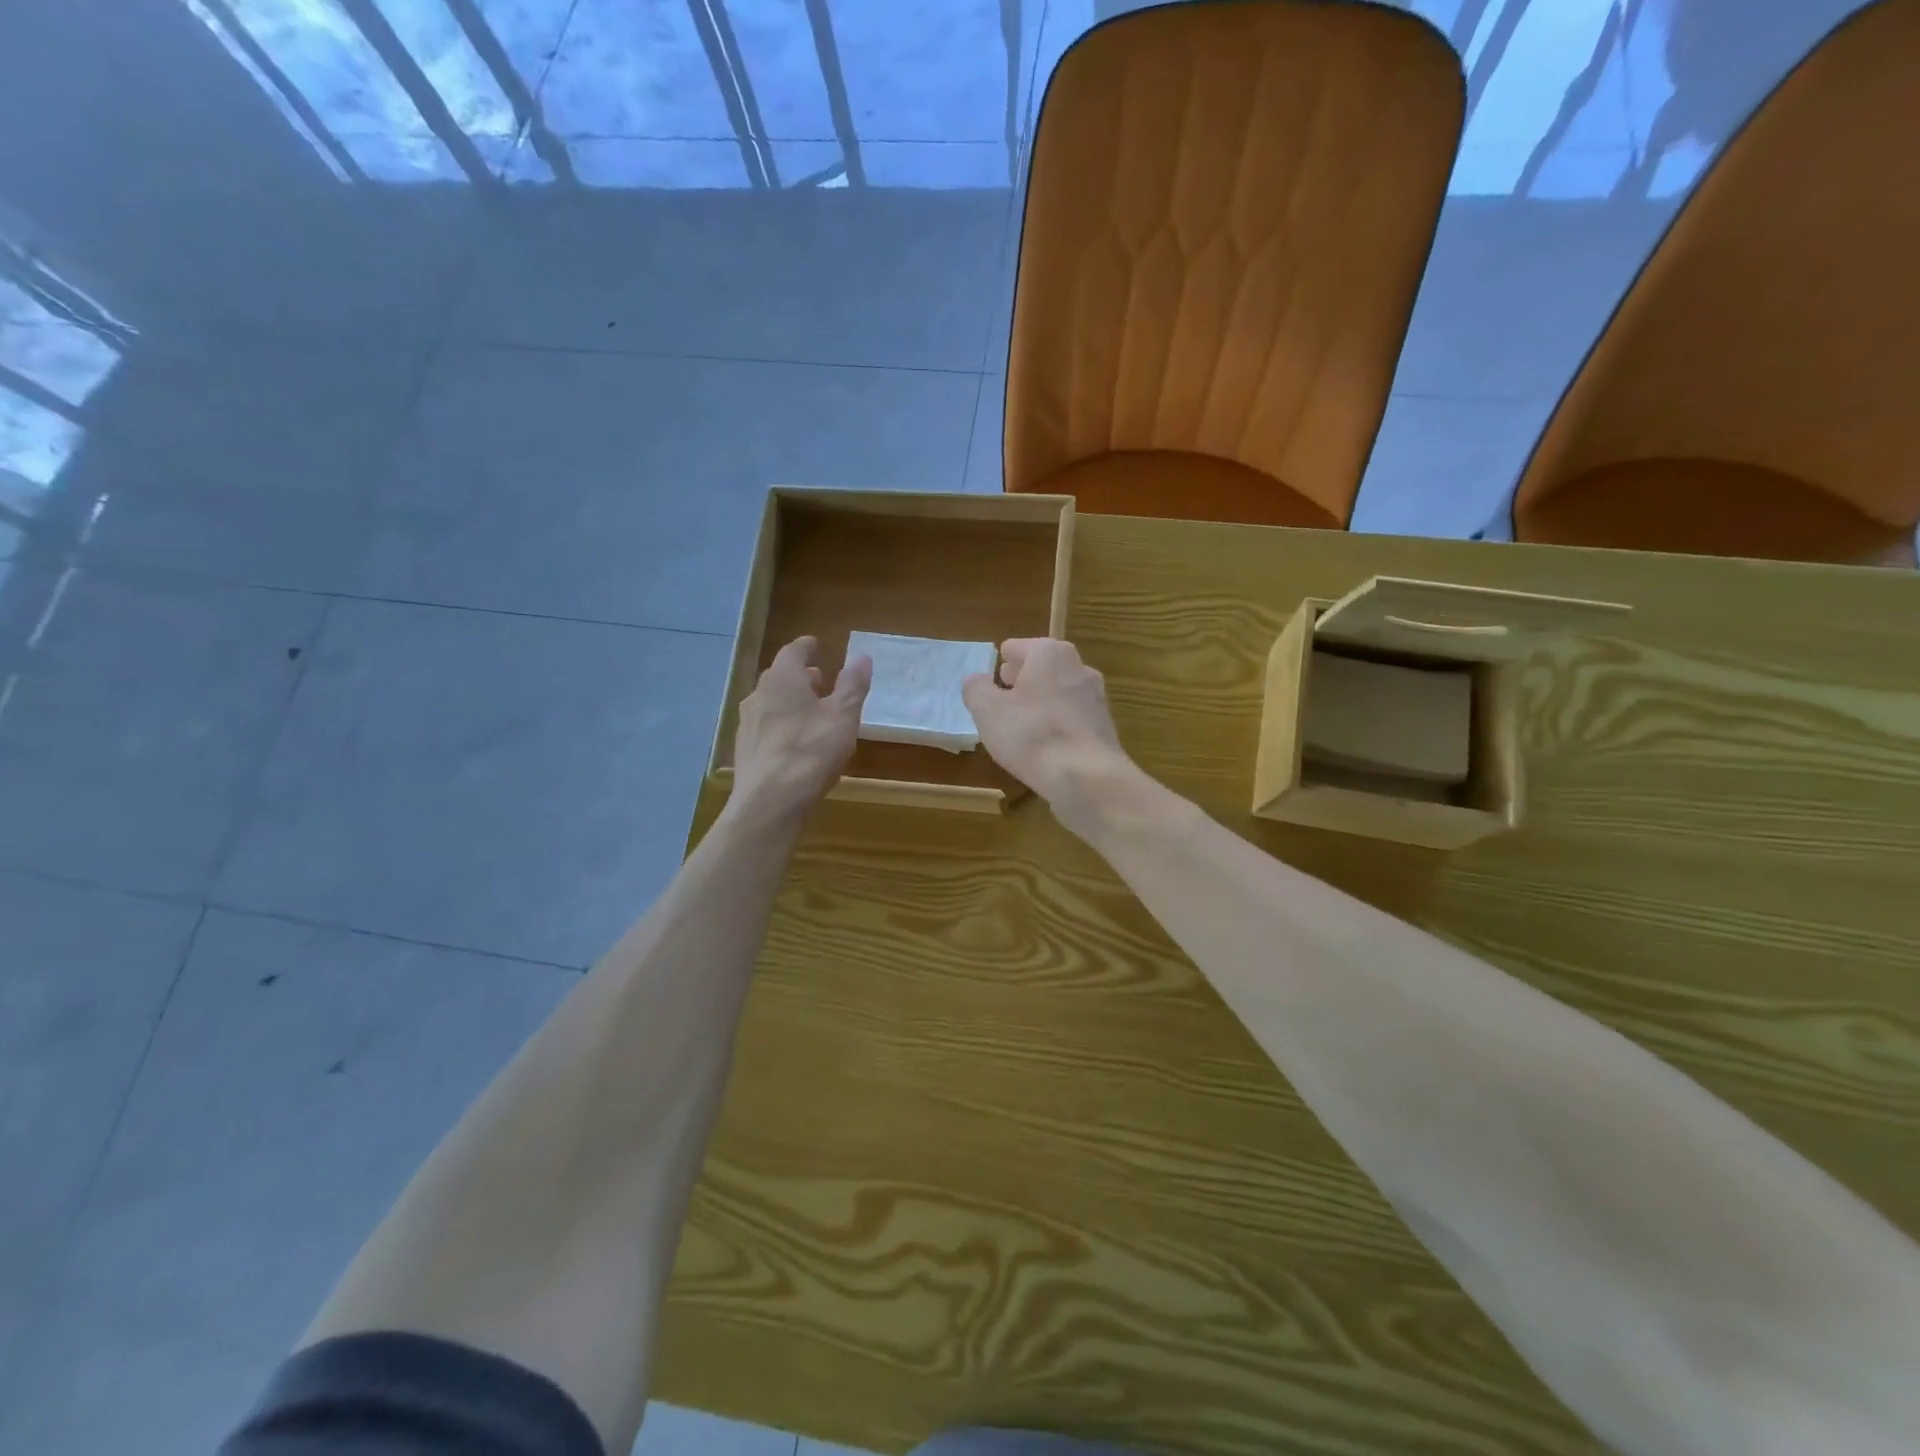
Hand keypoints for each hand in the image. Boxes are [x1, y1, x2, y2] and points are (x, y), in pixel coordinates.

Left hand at [730, 637, 871, 825]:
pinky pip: (765, 727)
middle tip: (820, 681)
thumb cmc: (811, 751)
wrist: (770, 801)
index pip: (793, 652)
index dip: (807, 647)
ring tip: (810, 712)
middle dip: (800, 677)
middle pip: (779, 677)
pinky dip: (781, 725)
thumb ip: (852, 685)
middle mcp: (759, 694)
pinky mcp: (745, 750)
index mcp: (782, 679)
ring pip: (770, 702)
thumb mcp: (843, 716)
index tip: (816, 645)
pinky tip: (794, 742)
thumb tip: (861, 657)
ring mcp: (747, 723)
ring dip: (790, 702)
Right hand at [962, 638, 1136, 835]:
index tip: (993, 675)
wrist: (1086, 777)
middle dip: (1023, 679)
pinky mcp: (1104, 727)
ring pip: (1059, 693)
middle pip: (1043, 668)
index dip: (1002, 660)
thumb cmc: (1031, 734)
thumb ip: (976, 689)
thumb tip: (976, 680)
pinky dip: (1056, 724)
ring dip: (1041, 702)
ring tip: (1020, 723)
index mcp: (1050, 654)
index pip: (1018, 647)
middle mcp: (1078, 667)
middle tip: (1003, 694)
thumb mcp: (988, 711)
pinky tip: (1043, 744)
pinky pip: (1071, 718)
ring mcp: (1096, 698)